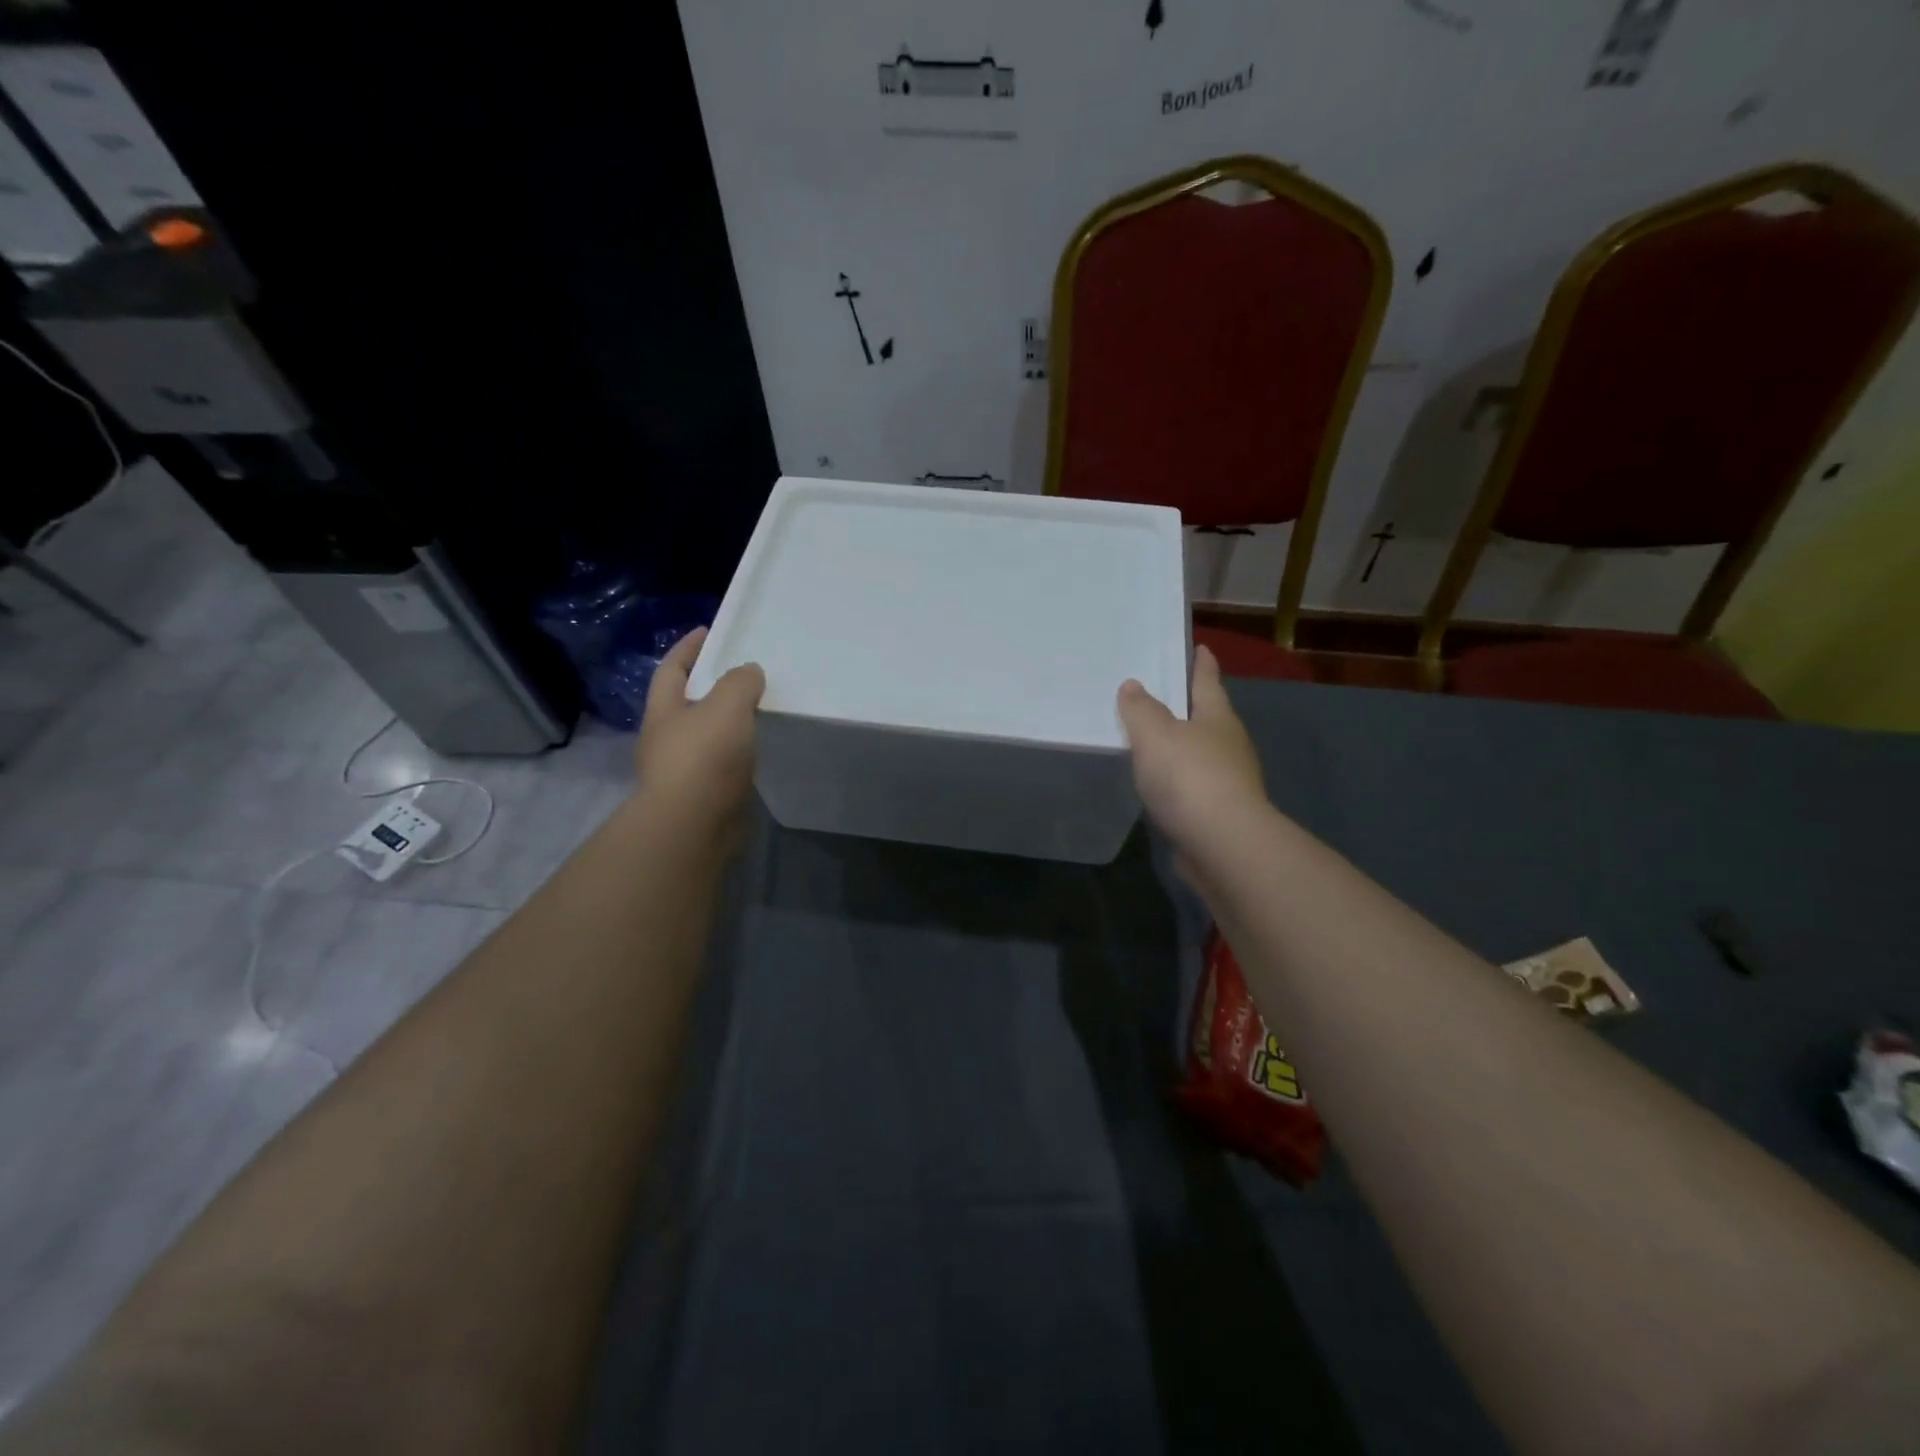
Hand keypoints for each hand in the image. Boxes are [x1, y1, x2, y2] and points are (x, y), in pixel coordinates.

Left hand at [635, 627, 765, 840]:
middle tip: (742, 671)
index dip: (688, 648)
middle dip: (708, 686)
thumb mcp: (727, 705)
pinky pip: (722, 763)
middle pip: (686, 702)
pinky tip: (759, 749)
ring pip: (707, 735)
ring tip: (757, 709)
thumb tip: (748, 672)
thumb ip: (740, 682)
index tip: (708, 631)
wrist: (694, 826)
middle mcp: (666, 739)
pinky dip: (738, 751)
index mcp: (664, 711)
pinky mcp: (703, 795)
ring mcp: (683, 770)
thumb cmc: (704, 757)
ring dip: (726, 721)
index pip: (672, 669)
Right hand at [1117, 644, 1265, 858]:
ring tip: (1157, 743)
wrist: (1222, 844)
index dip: (1202, 665)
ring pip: (1203, 755)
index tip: (1201, 648)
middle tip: (1167, 697)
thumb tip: (1133, 685)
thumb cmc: (1189, 776)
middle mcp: (1230, 746)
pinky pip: (1195, 787)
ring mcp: (1230, 782)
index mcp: (1218, 719)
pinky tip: (1162, 787)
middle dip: (1192, 708)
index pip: (1207, 682)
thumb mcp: (1155, 734)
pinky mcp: (1221, 814)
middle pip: (1209, 719)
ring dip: (1184, 748)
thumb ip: (1141, 709)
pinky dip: (1180, 782)